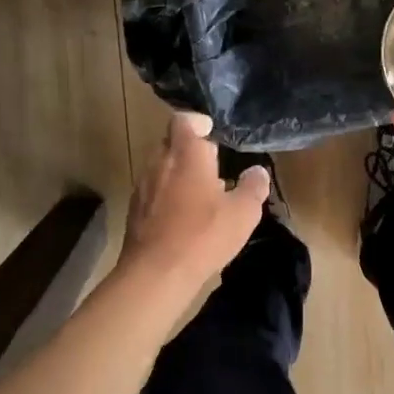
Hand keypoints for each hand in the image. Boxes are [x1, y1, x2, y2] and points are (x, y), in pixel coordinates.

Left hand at [121, 111, 268, 290]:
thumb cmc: (204, 235)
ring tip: (201, 193)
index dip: (198, 122)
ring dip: (179, 174)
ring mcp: (143, 186)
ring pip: (161, 167)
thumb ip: (253, 187)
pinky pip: (153, 190)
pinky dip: (167, 194)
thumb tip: (258, 171)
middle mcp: (160, 162)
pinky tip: (183, 216)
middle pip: (172, 143)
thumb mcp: (243, 213)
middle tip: (213, 166)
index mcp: (187, 154)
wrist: (156, 272)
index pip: (185, 120)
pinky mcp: (135, 209)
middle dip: (191, 150)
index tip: (211, 131)